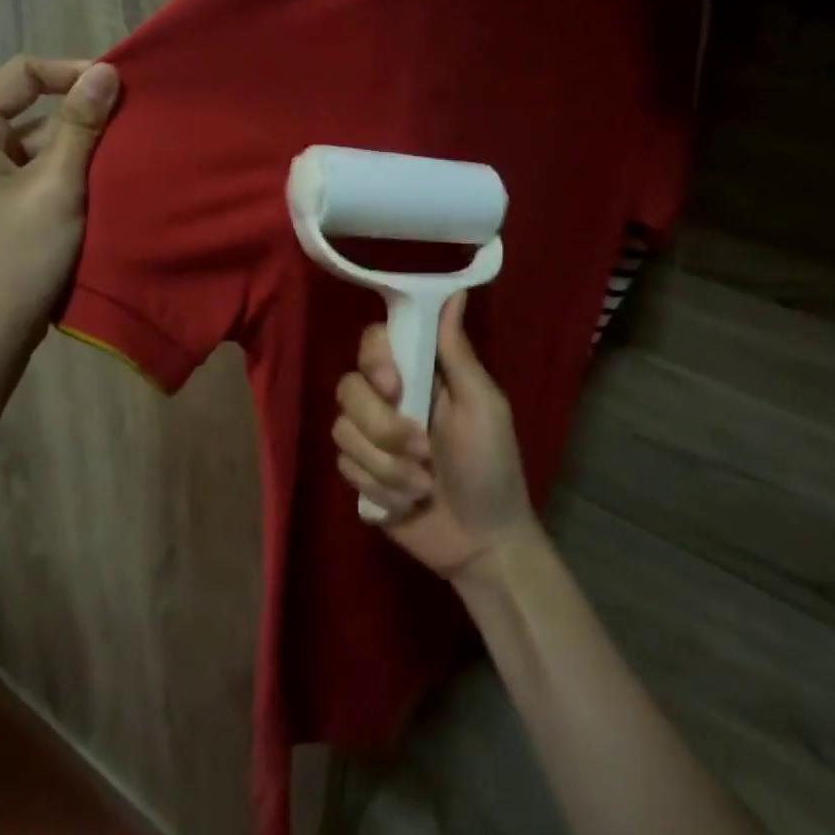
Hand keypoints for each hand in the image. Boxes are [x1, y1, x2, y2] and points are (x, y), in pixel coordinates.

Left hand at [0, 56, 118, 346]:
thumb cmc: (17, 260)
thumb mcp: (56, 189)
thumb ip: (81, 128)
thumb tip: (107, 72)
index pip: (21, 75)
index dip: (70, 73)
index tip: (118, 88)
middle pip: (29, 109)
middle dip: (80, 115)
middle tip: (130, 124)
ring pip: (37, 144)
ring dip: (78, 148)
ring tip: (124, 156)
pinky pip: (37, 174)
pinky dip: (68, 175)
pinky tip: (103, 186)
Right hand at [332, 294, 538, 580]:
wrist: (484, 542)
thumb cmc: (492, 466)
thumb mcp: (484, 406)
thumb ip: (458, 353)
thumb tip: (455, 291)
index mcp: (419, 375)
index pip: (373, 342)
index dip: (375, 361)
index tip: (394, 387)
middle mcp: (387, 400)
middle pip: (348, 388)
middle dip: (382, 427)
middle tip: (422, 451)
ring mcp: (370, 439)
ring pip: (342, 430)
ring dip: (385, 465)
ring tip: (422, 486)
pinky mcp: (360, 475)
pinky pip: (344, 467)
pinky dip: (379, 488)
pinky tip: (407, 503)